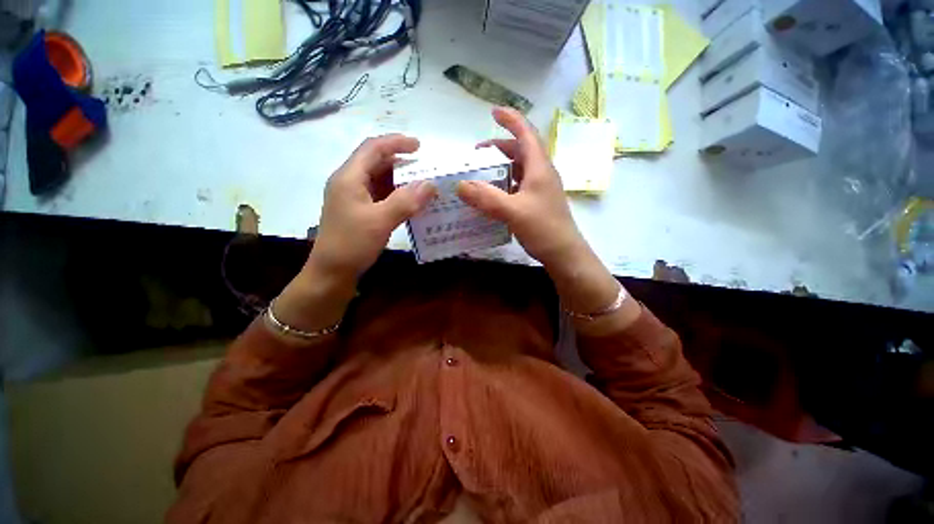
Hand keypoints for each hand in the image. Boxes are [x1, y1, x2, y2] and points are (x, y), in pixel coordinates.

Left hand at [308, 134, 436, 281]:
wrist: (331, 273)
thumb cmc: (351, 244)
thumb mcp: (380, 221)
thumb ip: (406, 201)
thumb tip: (431, 184)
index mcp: (349, 178)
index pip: (373, 148)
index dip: (396, 142)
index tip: (419, 146)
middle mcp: (349, 183)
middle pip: (376, 162)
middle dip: (401, 161)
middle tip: (425, 167)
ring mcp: (354, 198)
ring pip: (379, 180)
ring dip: (400, 179)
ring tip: (422, 184)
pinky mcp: (359, 211)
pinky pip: (381, 195)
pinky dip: (397, 195)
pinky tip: (410, 202)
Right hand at [456, 107, 585, 268]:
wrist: (564, 254)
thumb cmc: (543, 228)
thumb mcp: (513, 211)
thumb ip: (486, 198)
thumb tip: (460, 185)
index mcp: (539, 167)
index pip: (526, 134)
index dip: (511, 119)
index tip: (493, 112)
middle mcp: (541, 174)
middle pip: (521, 151)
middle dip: (499, 146)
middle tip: (477, 153)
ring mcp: (540, 189)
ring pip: (519, 169)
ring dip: (501, 166)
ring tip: (482, 173)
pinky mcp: (536, 202)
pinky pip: (518, 186)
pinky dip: (504, 184)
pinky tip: (493, 194)